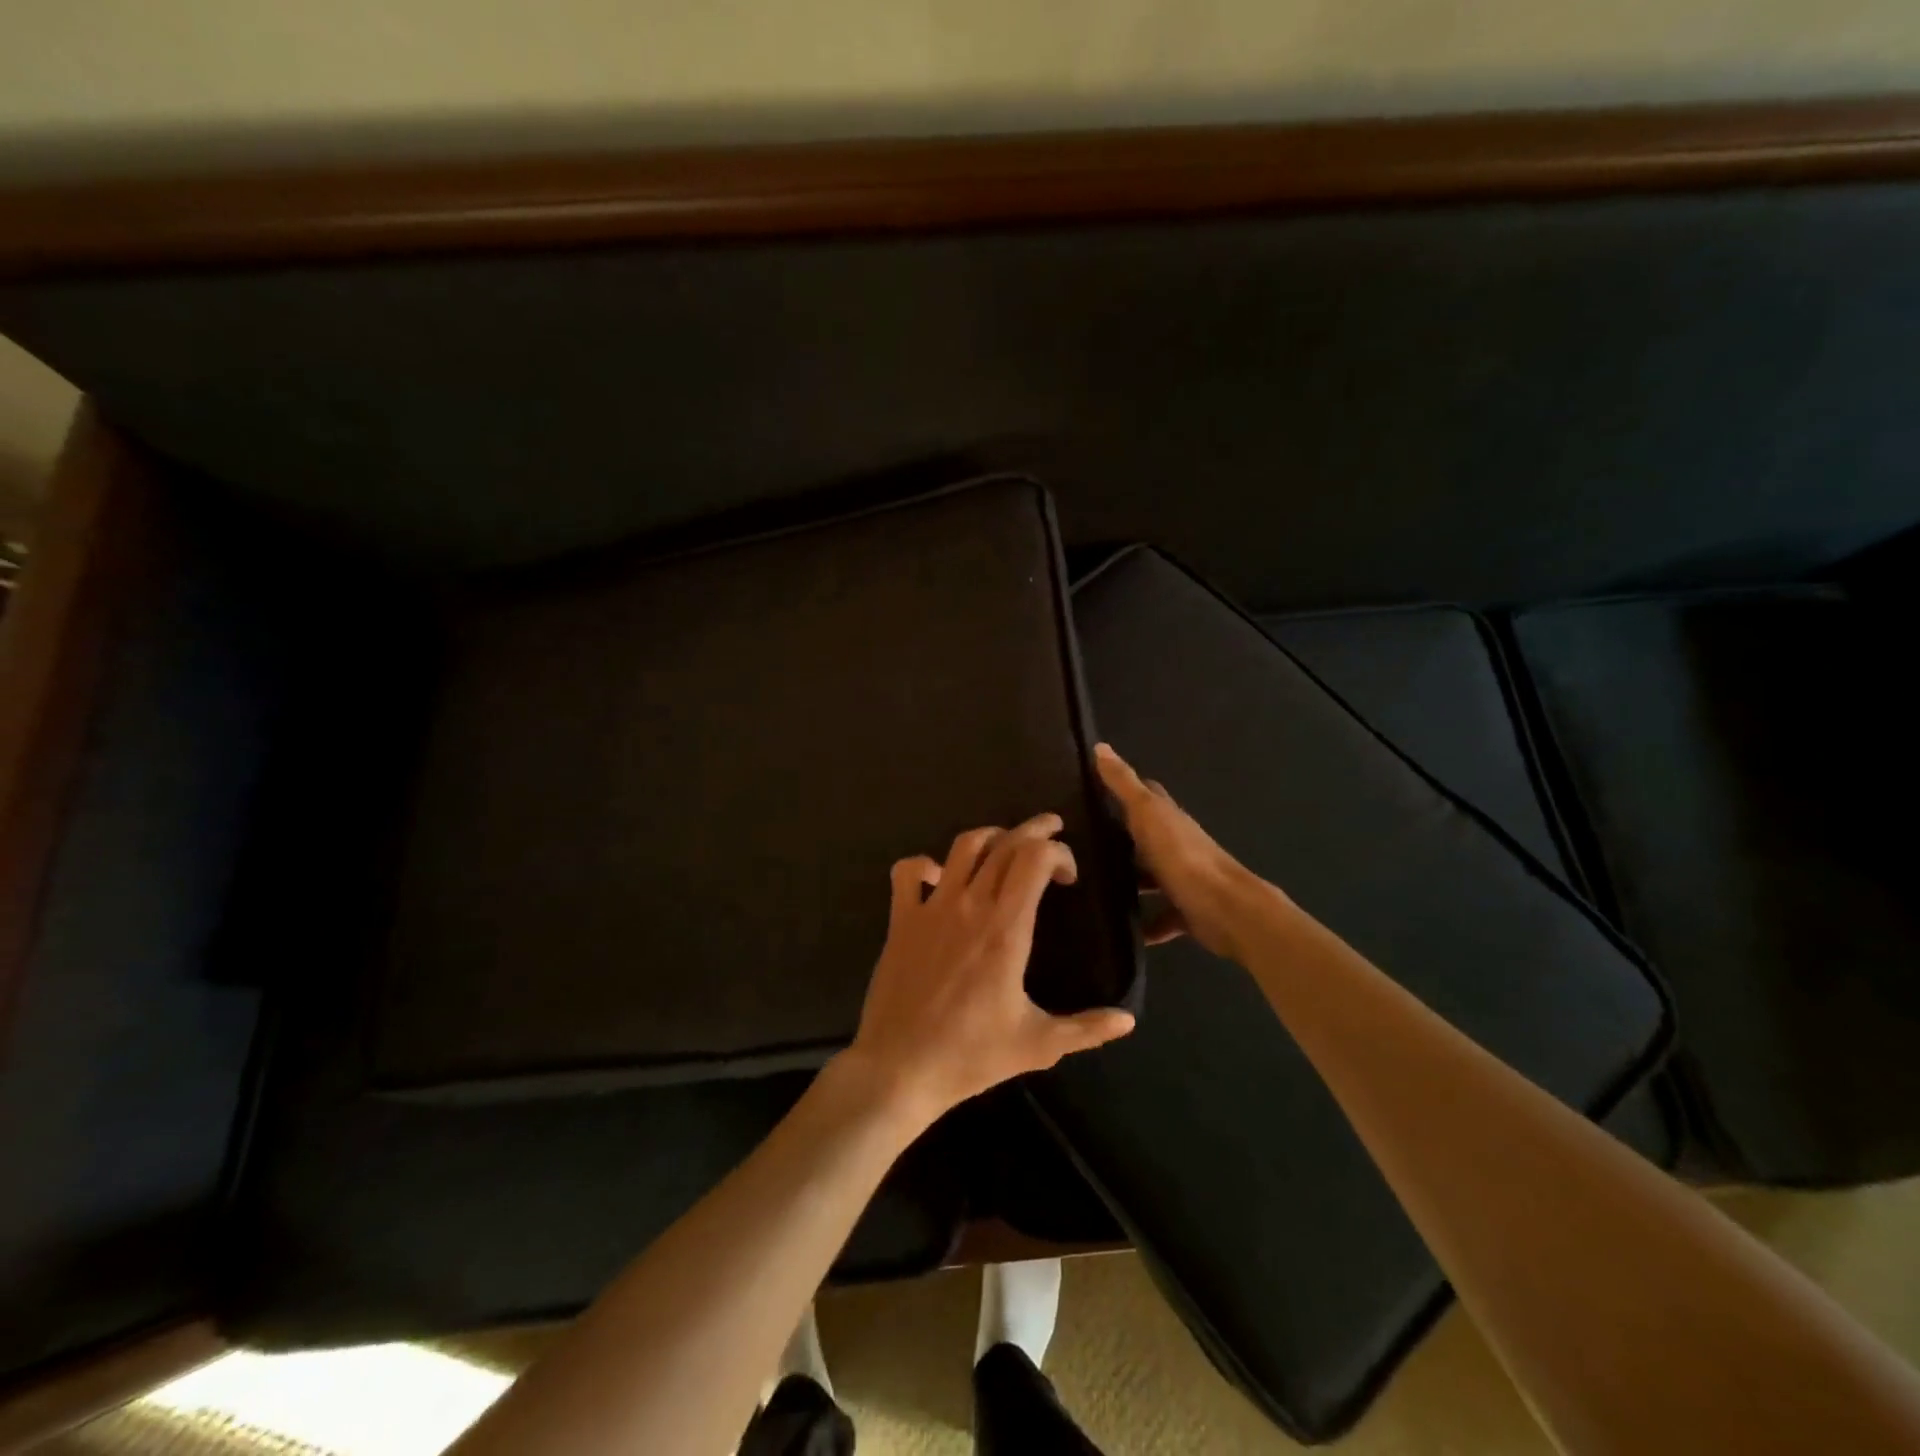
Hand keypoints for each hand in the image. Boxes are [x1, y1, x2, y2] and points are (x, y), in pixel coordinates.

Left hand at [843, 812, 1136, 1123]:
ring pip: (962, 847)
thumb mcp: (1038, 1045)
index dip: (1059, 854)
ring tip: (1005, 843)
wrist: (899, 1068)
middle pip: (1005, 843)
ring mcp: (931, 908)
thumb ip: (1086, 1029)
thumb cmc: (970, 1056)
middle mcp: (970, 906)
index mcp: (1006, 929)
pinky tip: (938, 876)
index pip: (1035, 859)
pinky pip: (908, 872)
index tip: (1070, 877)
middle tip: (1052, 831)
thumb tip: (1127, 1021)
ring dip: (990, 836)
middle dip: (1034, 830)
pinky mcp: (900, 920)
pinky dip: (924, 864)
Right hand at [1094, 743, 1270, 960]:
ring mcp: (1184, 879)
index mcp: (1169, 818)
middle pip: (1147, 837)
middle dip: (1120, 839)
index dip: (1125, 788)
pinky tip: (1125, 931)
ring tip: (1094, 887)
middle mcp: (1178, 844)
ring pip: (1152, 877)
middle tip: (1082, 844)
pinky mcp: (1187, 911)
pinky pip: (1162, 917)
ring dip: (1131, 881)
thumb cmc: (1182, 856)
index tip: (1095, 789)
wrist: (1226, 909)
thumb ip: (1124, 785)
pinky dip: (1147, 924)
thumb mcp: (1147, 815)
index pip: (1147, 794)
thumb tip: (1100, 747)